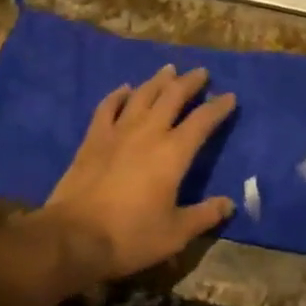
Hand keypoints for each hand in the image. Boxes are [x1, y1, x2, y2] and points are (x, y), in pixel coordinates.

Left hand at [36, 65, 235, 284]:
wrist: (75, 236)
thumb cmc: (130, 236)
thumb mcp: (175, 234)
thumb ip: (204, 215)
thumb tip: (230, 203)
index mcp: (174, 153)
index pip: (202, 121)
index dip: (218, 107)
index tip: (230, 96)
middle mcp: (149, 132)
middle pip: (173, 96)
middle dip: (190, 82)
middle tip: (201, 72)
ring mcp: (119, 131)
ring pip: (142, 95)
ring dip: (158, 80)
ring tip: (169, 69)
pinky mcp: (94, 138)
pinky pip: (108, 106)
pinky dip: (118, 95)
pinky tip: (125, 89)